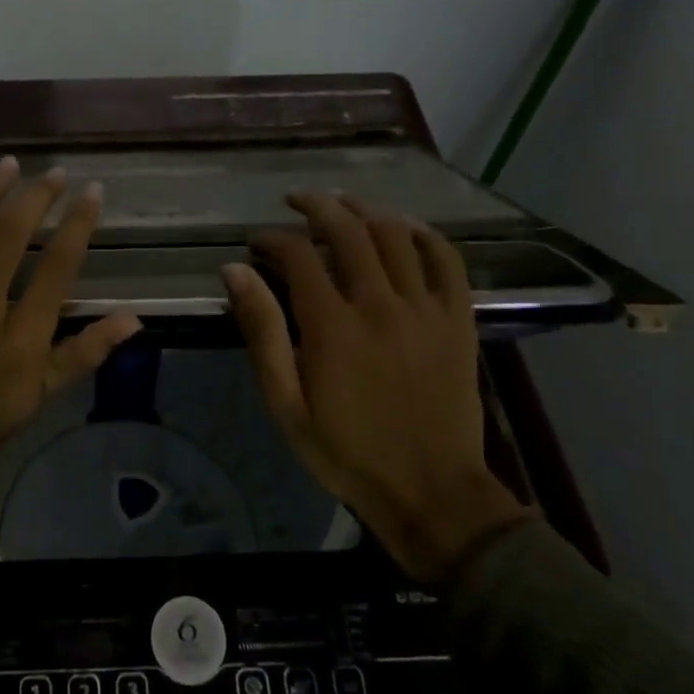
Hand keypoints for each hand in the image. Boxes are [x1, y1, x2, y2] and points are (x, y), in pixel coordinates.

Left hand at [0, 156, 143, 449]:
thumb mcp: (44, 392)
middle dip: (36, 198)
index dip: (78, 225)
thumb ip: (86, 351)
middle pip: (8, 239)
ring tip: (6, 165)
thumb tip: (134, 317)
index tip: (92, 192)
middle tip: (53, 173)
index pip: (56, 267)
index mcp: (20, 337)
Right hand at [222, 194, 529, 583]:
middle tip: (295, 203)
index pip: (299, 255)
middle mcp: (380, 303)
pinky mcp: (457, 320)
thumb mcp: (286, 400)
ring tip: (343, 204)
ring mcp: (425, 308)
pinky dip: (425, 235)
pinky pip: (447, 261)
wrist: (429, 490)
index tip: (257, 242)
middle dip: (316, 207)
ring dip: (365, 210)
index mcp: (332, 325)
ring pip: (396, 235)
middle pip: (348, 230)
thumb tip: (235, 272)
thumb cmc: (345, 450)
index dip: (273, 238)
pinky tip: (405, 227)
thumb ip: (262, 331)